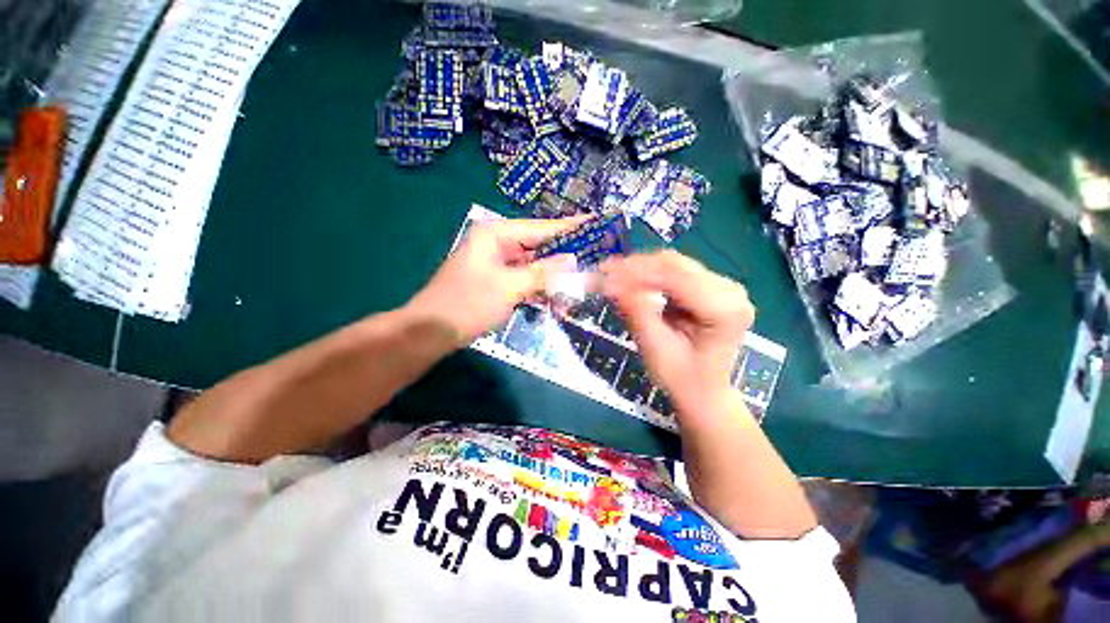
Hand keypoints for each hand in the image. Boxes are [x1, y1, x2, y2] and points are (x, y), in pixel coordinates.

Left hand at [406, 217, 582, 345]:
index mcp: (497, 234)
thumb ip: (543, 273)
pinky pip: (527, 282)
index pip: (542, 228)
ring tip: (578, 293)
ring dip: (554, 282)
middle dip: (565, 262)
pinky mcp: (499, 282)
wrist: (432, 332)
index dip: (570, 228)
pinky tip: (557, 304)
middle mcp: (499, 244)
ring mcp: (499, 264)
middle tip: (594, 265)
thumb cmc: (468, 303)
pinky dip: (540, 292)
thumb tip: (573, 260)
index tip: (597, 225)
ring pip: (536, 268)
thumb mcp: (509, 287)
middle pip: (541, 248)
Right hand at [600, 251, 754, 414]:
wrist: (702, 389)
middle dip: (635, 267)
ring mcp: (722, 285)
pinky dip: (648, 273)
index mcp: (725, 310)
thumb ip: (637, 311)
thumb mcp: (655, 347)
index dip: (637, 273)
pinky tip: (629, 278)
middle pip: (675, 265)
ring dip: (639, 268)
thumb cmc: (681, 378)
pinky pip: (674, 270)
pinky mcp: (709, 285)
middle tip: (603, 272)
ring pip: (672, 263)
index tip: (605, 273)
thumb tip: (611, 282)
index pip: (676, 278)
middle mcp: (730, 291)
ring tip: (611, 274)